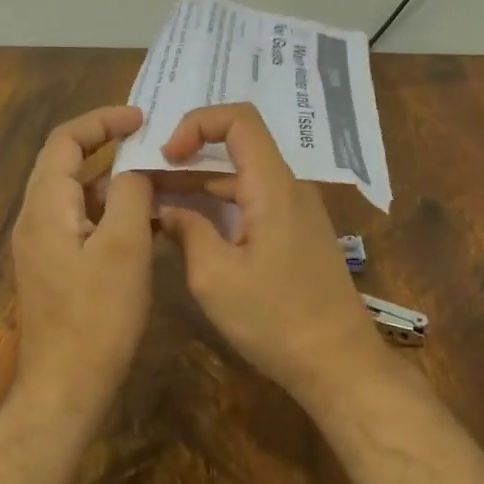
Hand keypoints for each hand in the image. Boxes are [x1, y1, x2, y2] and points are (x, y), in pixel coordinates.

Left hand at [10, 104, 154, 419]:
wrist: (66, 387)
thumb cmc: (97, 316)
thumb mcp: (125, 247)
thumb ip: (132, 195)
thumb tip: (136, 170)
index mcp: (45, 206)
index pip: (65, 140)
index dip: (101, 121)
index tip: (141, 118)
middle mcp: (36, 218)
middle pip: (66, 164)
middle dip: (107, 146)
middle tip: (151, 140)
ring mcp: (43, 245)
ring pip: (78, 195)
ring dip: (113, 182)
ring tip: (157, 180)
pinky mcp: (55, 268)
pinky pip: (83, 223)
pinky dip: (111, 212)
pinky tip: (147, 223)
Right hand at [156, 103, 381, 403]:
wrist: (339, 364)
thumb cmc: (276, 320)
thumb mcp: (216, 278)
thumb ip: (187, 232)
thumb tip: (166, 210)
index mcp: (273, 186)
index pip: (239, 119)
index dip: (197, 123)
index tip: (166, 156)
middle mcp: (289, 188)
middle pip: (236, 149)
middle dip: (187, 159)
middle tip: (144, 181)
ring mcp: (296, 211)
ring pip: (242, 179)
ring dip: (199, 186)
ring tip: (155, 205)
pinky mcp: (296, 234)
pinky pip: (253, 203)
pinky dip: (219, 207)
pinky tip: (189, 229)